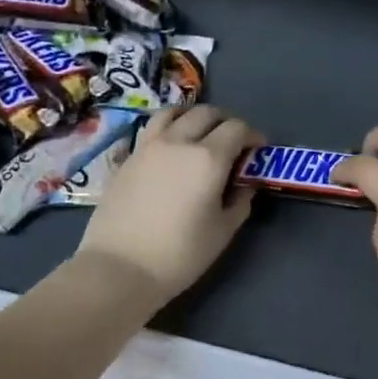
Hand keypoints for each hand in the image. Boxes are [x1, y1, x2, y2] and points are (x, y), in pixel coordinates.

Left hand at [76, 105, 263, 307]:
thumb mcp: (221, 232)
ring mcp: (149, 146)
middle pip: (207, 113)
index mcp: (208, 158)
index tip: (257, 150)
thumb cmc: (179, 254)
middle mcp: (179, 142)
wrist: (120, 266)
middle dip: (225, 122)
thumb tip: (245, 184)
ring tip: (199, 135)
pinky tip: (171, 148)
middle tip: (233, 143)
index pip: (237, 129)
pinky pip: (153, 128)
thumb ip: (239, 202)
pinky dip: (169, 127)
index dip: (252, 135)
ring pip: (175, 112)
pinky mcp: (128, 157)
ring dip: (193, 117)